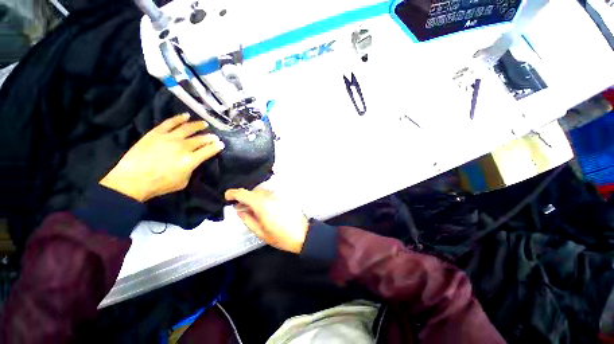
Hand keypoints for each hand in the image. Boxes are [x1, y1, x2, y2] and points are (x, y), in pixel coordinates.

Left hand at [100, 113, 224, 201]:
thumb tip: (193, 161)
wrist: (132, 181)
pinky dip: (179, 118)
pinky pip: (170, 123)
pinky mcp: (156, 133)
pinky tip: (186, 115)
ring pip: (188, 128)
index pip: (209, 150)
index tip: (221, 144)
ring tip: (204, 124)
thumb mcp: (183, 182)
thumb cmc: (160, 185)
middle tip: (214, 136)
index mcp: (190, 160)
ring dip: (198, 126)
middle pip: (201, 139)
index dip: (217, 147)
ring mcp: (168, 138)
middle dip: (210, 137)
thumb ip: (191, 170)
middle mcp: (182, 147)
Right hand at [225, 188, 308, 253]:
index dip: (233, 193)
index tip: (227, 197)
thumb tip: (239, 210)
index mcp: (262, 205)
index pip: (244, 193)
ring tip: (252, 211)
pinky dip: (262, 199)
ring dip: (253, 198)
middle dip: (244, 199)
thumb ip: (248, 219)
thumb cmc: (281, 237)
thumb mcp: (261, 232)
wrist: (303, 234)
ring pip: (260, 192)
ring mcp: (278, 196)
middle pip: (252, 192)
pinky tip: (263, 209)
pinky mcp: (283, 197)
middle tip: (241, 209)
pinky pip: (268, 195)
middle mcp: (269, 196)